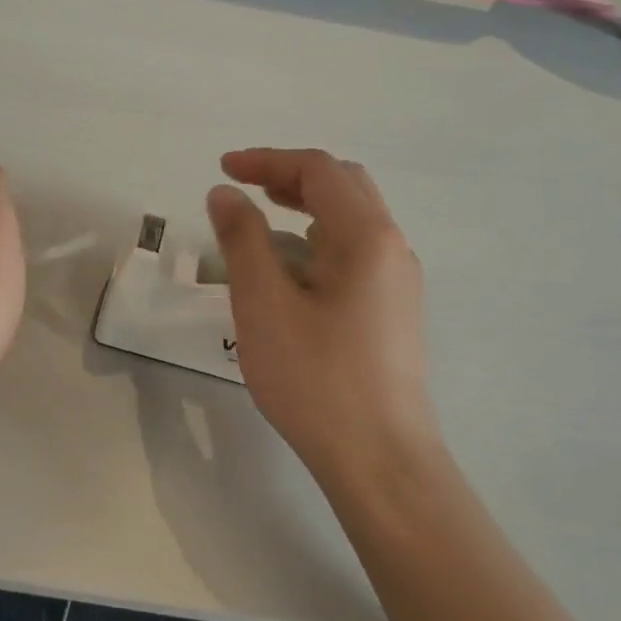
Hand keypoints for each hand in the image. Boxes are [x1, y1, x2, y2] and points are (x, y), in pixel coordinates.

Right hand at [206, 148, 441, 489]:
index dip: (266, 160)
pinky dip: (318, 240)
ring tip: (259, 224)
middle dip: (290, 177)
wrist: (380, 459)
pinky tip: (290, 271)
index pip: (318, 170)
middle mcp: (392, 248)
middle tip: (244, 188)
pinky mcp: (393, 310)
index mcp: (366, 237)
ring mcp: (398, 281)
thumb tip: (225, 193)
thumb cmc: (316, 379)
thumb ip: (242, 240)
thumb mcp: (263, 305)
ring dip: (306, 207)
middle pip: (343, 186)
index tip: (222, 170)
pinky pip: (355, 253)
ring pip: (352, 220)